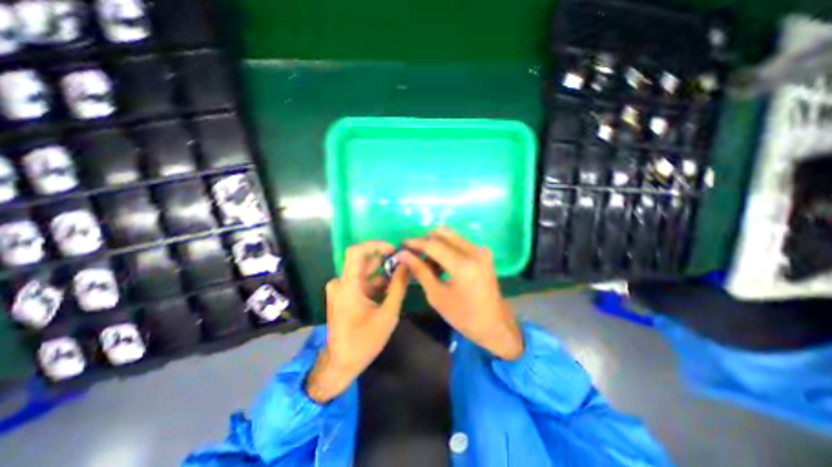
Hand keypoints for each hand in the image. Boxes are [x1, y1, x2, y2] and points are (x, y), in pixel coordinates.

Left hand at [305, 239, 408, 403]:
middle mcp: (340, 283)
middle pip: (363, 261)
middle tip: (403, 262)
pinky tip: (391, 287)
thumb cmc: (364, 342)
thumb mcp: (387, 314)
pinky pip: (360, 281)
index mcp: (348, 286)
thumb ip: (398, 287)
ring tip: (401, 275)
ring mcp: (340, 289)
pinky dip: (376, 282)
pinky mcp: (343, 295)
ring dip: (382, 272)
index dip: (375, 245)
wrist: (341, 364)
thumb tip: (407, 265)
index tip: (393, 249)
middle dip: (384, 260)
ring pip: (363, 271)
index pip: (356, 251)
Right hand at [397, 228, 517, 359]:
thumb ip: (420, 271)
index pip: (433, 245)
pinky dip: (445, 249)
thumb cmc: (463, 316)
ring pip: (450, 236)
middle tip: (413, 254)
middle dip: (425, 241)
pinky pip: (458, 242)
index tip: (401, 245)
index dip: (415, 243)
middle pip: (442, 233)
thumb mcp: (437, 295)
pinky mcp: (483, 252)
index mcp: (464, 265)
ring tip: (426, 264)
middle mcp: (474, 251)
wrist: (495, 325)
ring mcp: (481, 250)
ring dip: (435, 245)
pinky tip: (439, 264)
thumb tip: (403, 254)